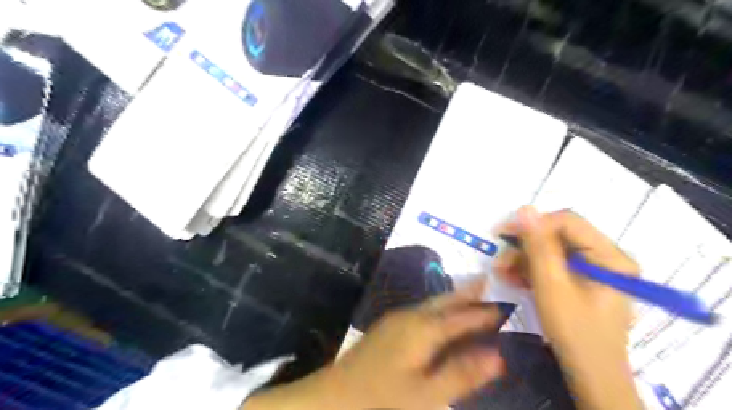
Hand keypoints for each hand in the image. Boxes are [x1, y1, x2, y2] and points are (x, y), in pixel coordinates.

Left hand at [243, 281, 507, 409]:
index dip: (484, 311)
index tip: (506, 303)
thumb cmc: (381, 400)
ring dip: (452, 298)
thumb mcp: (426, 394)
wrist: (331, 398)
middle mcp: (410, 317)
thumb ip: (462, 373)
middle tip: (487, 281)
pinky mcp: (387, 329)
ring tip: (469, 293)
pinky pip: (421, 311)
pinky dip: (437, 309)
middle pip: (445, 301)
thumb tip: (499, 355)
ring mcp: (395, 320)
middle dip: (467, 293)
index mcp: (423, 329)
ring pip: (431, 304)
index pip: (462, 316)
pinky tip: (438, 315)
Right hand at [492, 208, 641, 409]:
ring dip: (524, 259)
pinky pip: (553, 266)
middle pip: (559, 236)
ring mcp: (594, 269)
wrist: (590, 376)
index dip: (534, 225)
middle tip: (500, 259)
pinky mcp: (582, 281)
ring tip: (501, 272)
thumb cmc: (575, 332)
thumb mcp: (552, 287)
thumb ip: (539, 247)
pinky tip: (513, 278)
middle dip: (525, 246)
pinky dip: (532, 270)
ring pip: (552, 251)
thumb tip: (524, 209)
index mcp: (610, 256)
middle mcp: (606, 257)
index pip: (568, 222)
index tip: (503, 234)